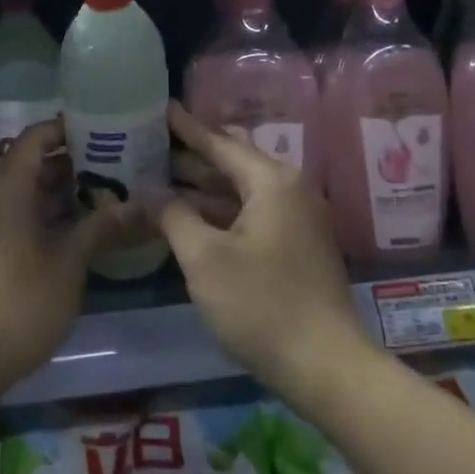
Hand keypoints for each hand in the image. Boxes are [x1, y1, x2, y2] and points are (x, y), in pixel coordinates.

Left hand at [0, 120, 133, 431]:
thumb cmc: (21, 298)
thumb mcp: (69, 261)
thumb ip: (102, 227)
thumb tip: (142, 207)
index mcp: (5, 185)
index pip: (36, 137)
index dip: (68, 130)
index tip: (104, 133)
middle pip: (29, 164)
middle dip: (70, 165)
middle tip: (113, 169)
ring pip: (20, 193)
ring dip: (56, 194)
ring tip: (100, 199)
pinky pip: (9, 216)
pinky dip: (38, 216)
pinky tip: (72, 233)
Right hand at [154, 102, 369, 404]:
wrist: (325, 366)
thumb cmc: (261, 304)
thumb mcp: (204, 258)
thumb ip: (173, 215)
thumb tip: (148, 188)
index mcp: (272, 182)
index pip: (221, 143)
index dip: (187, 127)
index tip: (161, 106)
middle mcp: (290, 190)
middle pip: (233, 163)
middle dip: (192, 157)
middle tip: (151, 145)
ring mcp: (297, 220)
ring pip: (241, 191)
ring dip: (203, 188)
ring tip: (160, 178)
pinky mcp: (297, 246)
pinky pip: (251, 214)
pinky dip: (220, 211)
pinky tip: (190, 217)